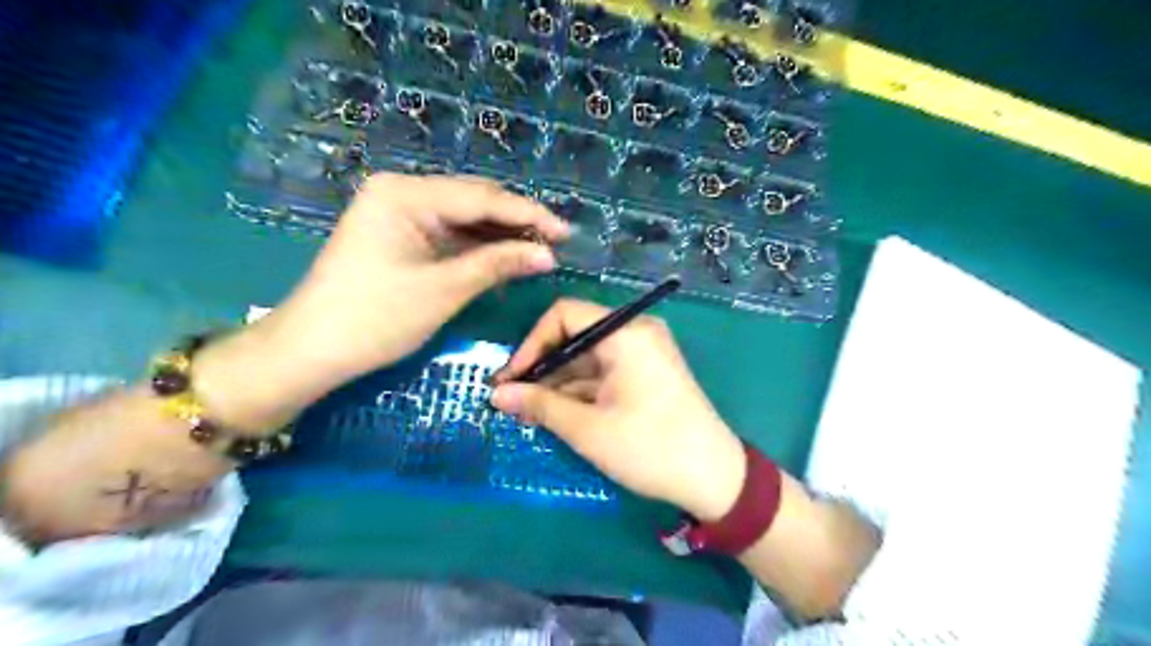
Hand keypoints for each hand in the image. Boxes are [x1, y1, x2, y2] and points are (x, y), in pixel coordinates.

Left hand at [195, 175, 567, 430]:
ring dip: (500, 235)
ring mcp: (399, 212)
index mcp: (405, 193)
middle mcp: (402, 191)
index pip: (481, 197)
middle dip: (516, 222)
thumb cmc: (375, 318)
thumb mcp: (444, 289)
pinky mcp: (401, 234)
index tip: (565, 232)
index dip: (528, 215)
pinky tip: (506, 257)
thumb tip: (549, 255)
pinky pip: (449, 234)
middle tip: (556, 242)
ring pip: (464, 217)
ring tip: (539, 251)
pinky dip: (478, 247)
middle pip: (473, 201)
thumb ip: (498, 264)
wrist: (312, 350)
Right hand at [492, 299, 745, 518]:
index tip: (510, 379)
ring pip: (587, 358)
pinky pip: (604, 372)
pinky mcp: (646, 373)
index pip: (565, 315)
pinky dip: (579, 390)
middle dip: (541, 368)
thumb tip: (497, 394)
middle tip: (511, 401)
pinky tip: (555, 413)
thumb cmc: (650, 448)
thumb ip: (540, 405)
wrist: (714, 478)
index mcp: (625, 333)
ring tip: (526, 413)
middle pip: (575, 336)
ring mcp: (643, 353)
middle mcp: (636, 333)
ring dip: (557, 383)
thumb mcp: (588, 428)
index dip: (531, 344)